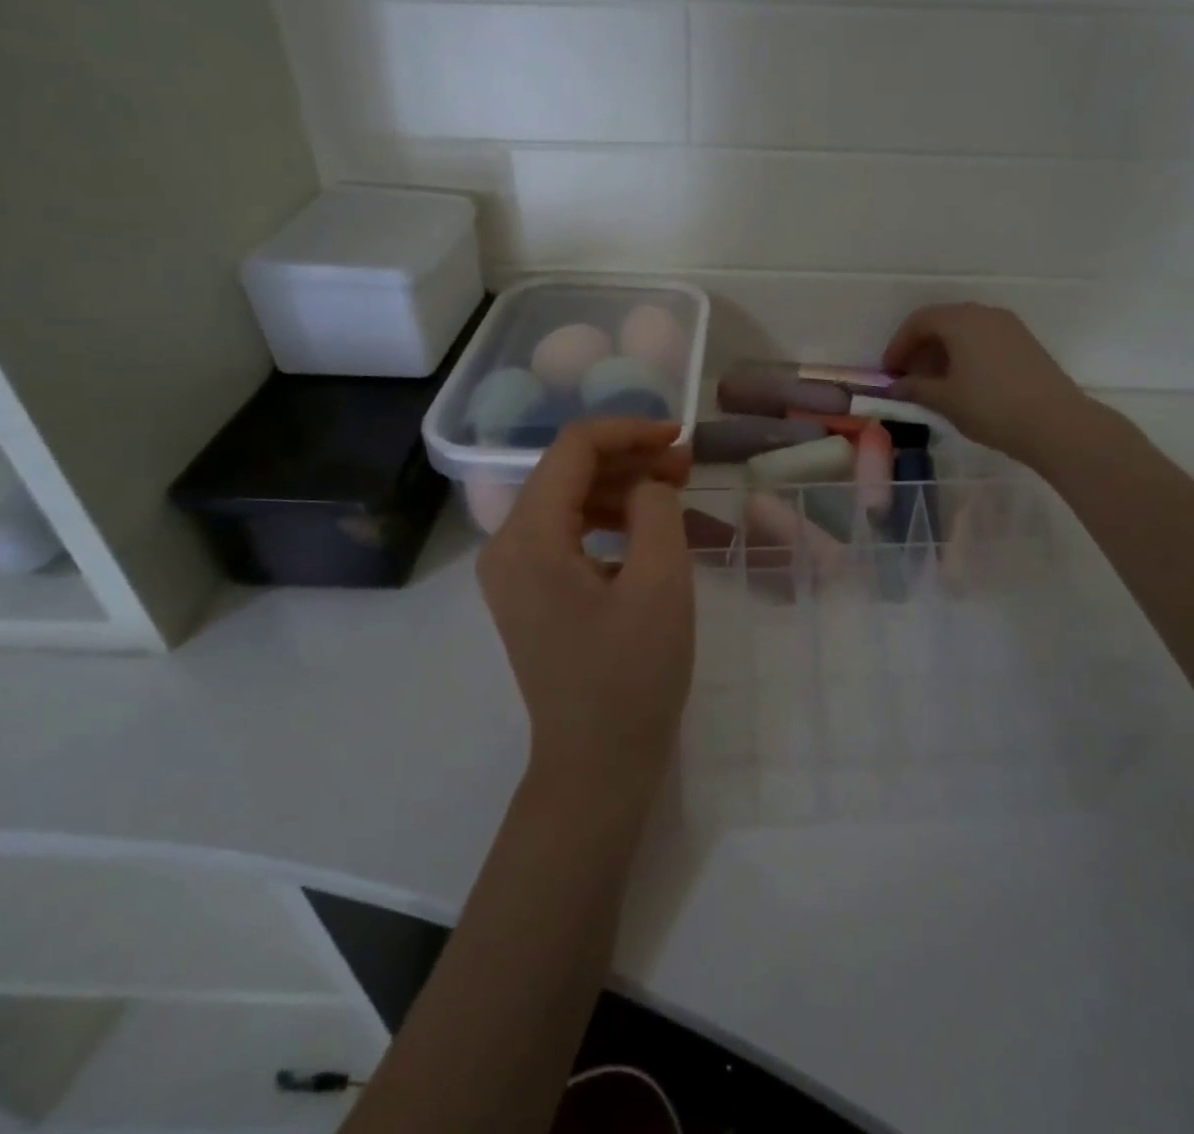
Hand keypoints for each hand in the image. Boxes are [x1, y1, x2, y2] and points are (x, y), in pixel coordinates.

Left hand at [476, 419, 695, 798]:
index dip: (629, 430)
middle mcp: (506, 544)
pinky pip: (568, 535)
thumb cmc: (632, 674)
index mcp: (528, 536)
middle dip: (630, 460)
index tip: (680, 436)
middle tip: (687, 466)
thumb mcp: (660, 581)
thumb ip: (655, 508)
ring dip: (623, 489)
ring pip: (570, 501)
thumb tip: (647, 481)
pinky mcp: (530, 591)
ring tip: (677, 493)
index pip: (574, 448)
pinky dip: (610, 522)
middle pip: (568, 472)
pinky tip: (649, 532)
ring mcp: (513, 571)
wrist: (597, 764)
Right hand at [882, 303, 1094, 465]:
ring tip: (933, 383)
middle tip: (907, 378)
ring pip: (965, 331)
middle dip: (920, 348)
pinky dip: (965, 355)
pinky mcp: (1025, 343)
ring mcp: (1009, 327)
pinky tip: (963, 383)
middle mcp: (985, 314)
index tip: (888, 373)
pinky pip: (984, 340)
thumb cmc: (991, 407)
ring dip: (943, 352)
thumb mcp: (945, 400)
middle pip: (942, 322)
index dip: (898, 345)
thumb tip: (894, 387)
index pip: (919, 321)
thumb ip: (915, 389)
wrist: (1056, 423)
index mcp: (961, 321)